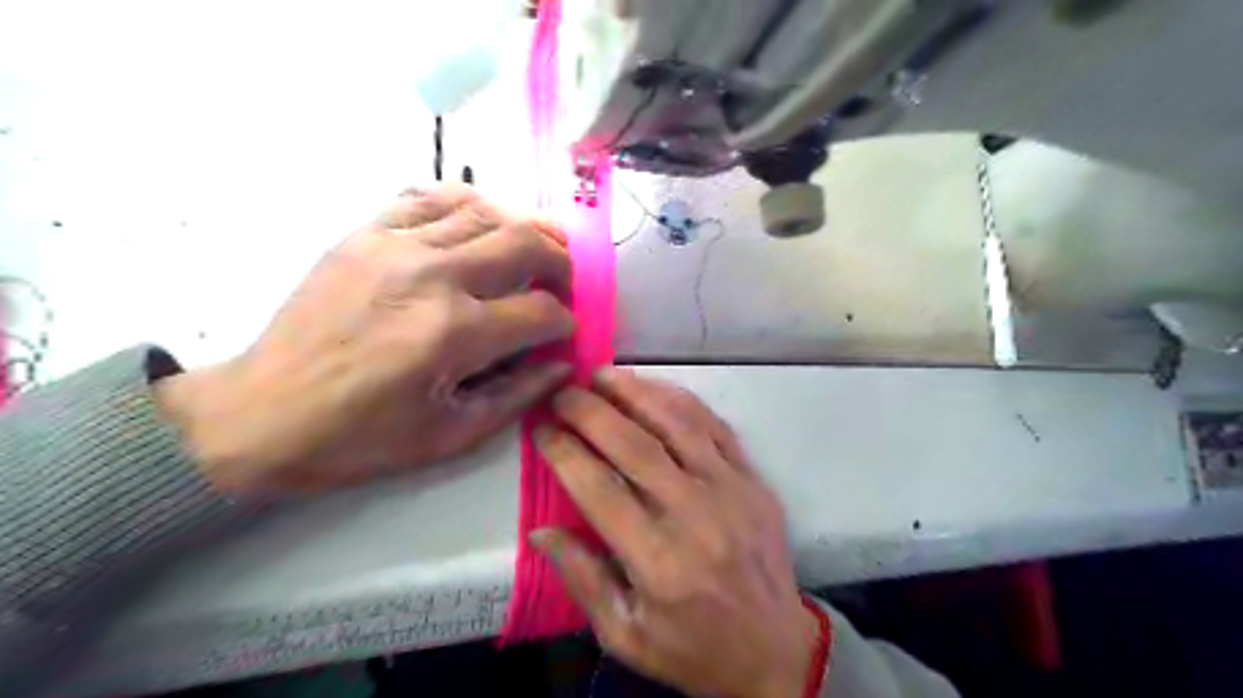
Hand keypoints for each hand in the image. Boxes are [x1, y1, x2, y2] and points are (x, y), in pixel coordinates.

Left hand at [155, 184, 578, 493]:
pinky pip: (429, 196)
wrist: (262, 414)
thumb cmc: (361, 437)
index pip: (542, 312)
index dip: (565, 324)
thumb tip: (562, 363)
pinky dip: (468, 204)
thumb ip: (519, 395)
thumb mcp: (451, 435)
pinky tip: (479, 224)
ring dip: (523, 229)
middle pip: (525, 244)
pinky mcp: (365, 234)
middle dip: (561, 263)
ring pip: (485, 211)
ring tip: (532, 250)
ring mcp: (395, 246)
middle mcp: (433, 277)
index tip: (562, 334)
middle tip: (562, 283)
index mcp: (456, 334)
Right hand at [527, 367, 822, 694]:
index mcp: (657, 560)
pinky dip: (681, 400)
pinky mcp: (752, 479)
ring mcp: (729, 489)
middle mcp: (694, 514)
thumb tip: (540, 531)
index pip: (598, 489)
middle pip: (634, 445)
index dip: (564, 453)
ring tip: (603, 375)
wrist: (776, 648)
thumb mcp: (625, 635)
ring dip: (636, 392)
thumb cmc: (693, 648)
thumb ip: (582, 579)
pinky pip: (715, 426)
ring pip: (677, 423)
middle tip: (563, 392)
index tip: (541, 428)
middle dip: (591, 411)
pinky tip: (654, 388)